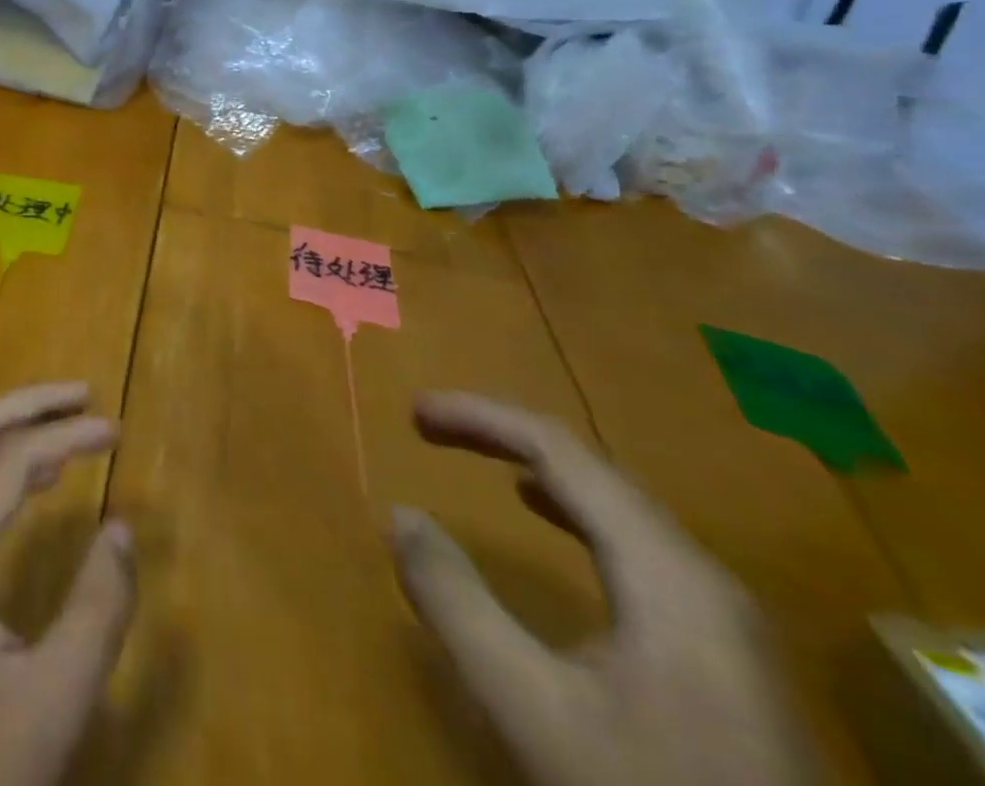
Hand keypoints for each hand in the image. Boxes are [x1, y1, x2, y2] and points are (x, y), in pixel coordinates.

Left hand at [0, 383, 136, 785]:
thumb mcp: (53, 701)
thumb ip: (96, 610)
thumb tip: (123, 527)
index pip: (8, 462)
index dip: (65, 435)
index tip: (117, 430)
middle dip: (27, 406)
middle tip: (82, 396)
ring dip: (12, 435)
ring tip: (68, 429)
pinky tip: (31, 486)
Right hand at [391, 393, 819, 785]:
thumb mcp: (531, 709)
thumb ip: (457, 604)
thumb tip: (401, 514)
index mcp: (666, 572)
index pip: (560, 450)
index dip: (480, 417)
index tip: (413, 412)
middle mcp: (701, 574)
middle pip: (591, 466)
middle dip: (502, 433)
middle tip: (429, 426)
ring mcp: (720, 614)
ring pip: (614, 501)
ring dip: (535, 464)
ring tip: (476, 453)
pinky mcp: (720, 649)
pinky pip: (630, 538)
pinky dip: (569, 505)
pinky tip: (545, 512)